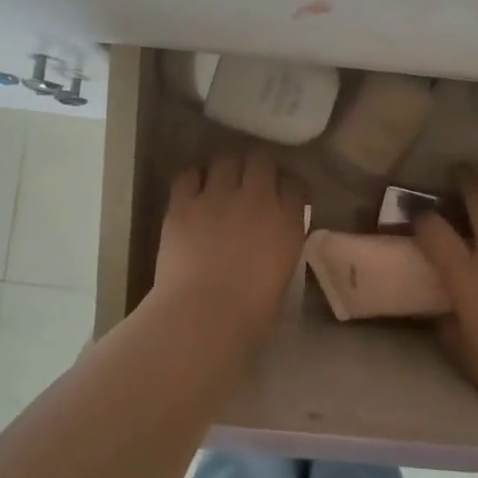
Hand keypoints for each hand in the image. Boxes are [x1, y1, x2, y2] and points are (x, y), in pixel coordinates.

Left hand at [149, 150, 305, 351]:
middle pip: (262, 160)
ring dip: (226, 167)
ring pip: (226, 159)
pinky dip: (194, 178)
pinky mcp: (183, 203)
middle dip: (258, 166)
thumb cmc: (250, 316)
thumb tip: (271, 241)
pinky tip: (193, 189)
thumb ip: (280, 249)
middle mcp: (255, 199)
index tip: (283, 194)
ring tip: (221, 179)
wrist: (202, 318)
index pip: (294, 185)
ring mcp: (217, 196)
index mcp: (286, 222)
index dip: (288, 186)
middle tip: (251, 179)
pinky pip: (189, 175)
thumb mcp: (282, 279)